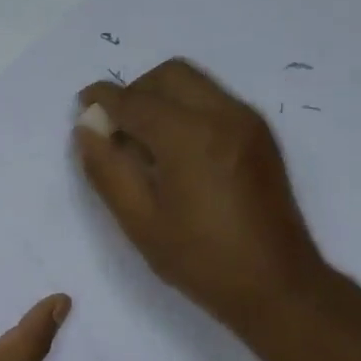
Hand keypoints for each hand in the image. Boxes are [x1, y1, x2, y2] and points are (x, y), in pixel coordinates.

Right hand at [72, 58, 331, 352]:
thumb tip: (87, 130)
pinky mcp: (259, 135)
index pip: (135, 101)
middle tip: (115, 127)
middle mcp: (222, 115)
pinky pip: (213, 101)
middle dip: (135, 91)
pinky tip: (174, 151)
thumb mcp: (139, 221)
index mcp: (189, 136)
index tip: (82, 105)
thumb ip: (107, 169)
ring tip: (143, 142)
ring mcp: (247, 122)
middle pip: (169, 75)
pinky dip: (185, 109)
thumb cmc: (200, 259)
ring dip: (161, 98)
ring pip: (194, 83)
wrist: (277, 285)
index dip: (102, 100)